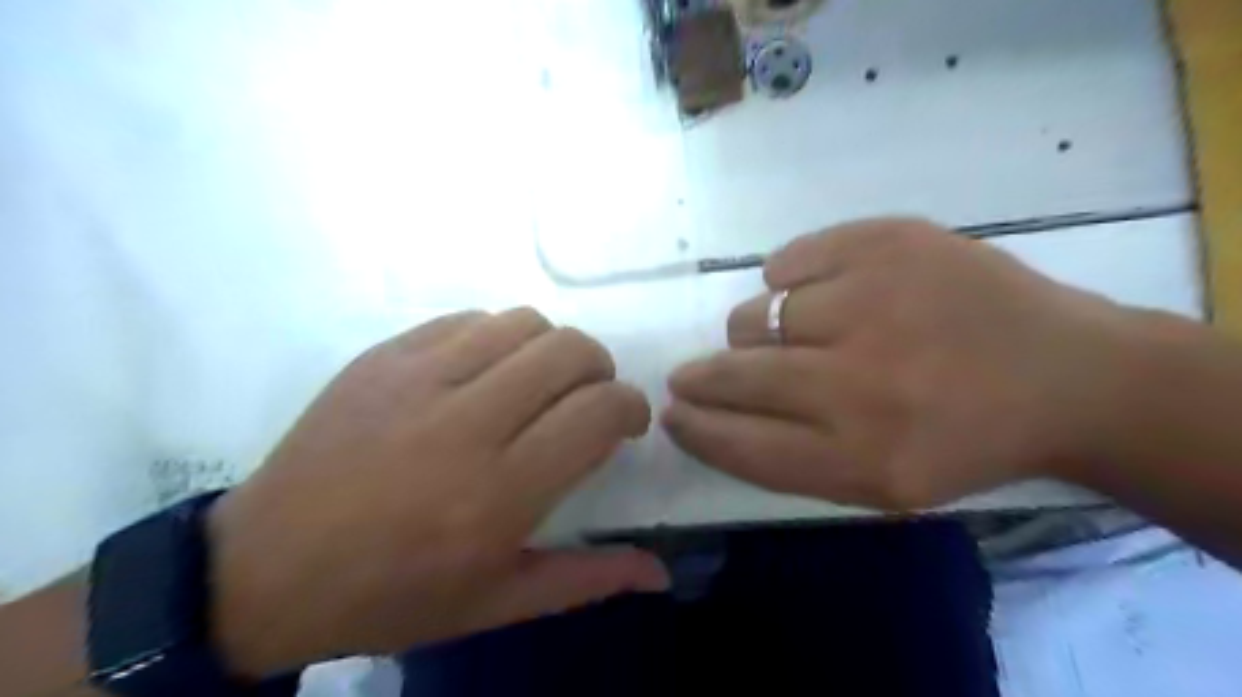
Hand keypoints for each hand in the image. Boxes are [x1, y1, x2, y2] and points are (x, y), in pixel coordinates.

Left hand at [205, 308, 670, 676]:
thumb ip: (586, 578)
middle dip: (599, 368)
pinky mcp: (383, 356)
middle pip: (569, 351)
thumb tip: (660, 572)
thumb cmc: (392, 595)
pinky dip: (497, 337)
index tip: (627, 422)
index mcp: (499, 493)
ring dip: (551, 348)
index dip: (629, 407)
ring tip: (539, 382)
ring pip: (523, 322)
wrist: (265, 570)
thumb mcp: (496, 603)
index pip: (597, 412)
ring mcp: (418, 378)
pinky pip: (468, 318)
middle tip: (590, 397)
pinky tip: (485, 371)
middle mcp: (466, 423)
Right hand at [664, 221, 1138, 507]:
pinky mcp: (887, 240)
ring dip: (759, 332)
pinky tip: (825, 291)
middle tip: (690, 376)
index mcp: (861, 457)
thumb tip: (707, 411)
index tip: (673, 412)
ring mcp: (874, 300)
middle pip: (735, 374)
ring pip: (756, 314)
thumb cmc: (964, 440)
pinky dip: (791, 279)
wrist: (1068, 374)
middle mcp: (859, 382)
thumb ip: (787, 457)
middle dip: (700, 378)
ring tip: (798, 335)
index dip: (694, 427)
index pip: (737, 441)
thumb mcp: (879, 484)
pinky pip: (788, 261)